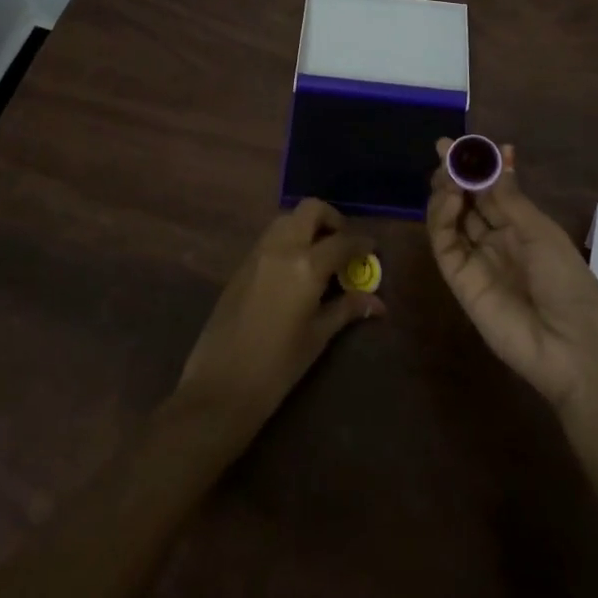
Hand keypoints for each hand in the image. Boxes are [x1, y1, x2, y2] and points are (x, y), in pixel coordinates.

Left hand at [171, 199, 382, 446]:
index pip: (342, 241)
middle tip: (343, 243)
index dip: (361, 243)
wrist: (220, 386)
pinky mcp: (241, 265)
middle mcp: (282, 248)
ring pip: (287, 219)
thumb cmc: (277, 367)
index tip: (373, 249)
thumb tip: (377, 302)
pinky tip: (295, 268)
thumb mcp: (317, 337)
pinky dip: (288, 240)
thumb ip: (346, 309)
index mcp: (306, 266)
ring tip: (320, 255)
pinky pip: (270, 237)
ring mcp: (257, 253)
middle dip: (331, 219)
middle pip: (310, 210)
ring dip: (307, 226)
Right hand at [426, 139, 597, 414]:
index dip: (477, 166)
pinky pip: (445, 243)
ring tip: (448, 172)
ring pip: (450, 218)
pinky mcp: (459, 280)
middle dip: (455, 173)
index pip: (491, 189)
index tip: (462, 143)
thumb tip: (500, 151)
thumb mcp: (541, 231)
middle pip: (467, 200)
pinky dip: (441, 217)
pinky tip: (450, 197)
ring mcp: (476, 259)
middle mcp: (495, 239)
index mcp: (521, 226)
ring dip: (446, 190)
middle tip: (444, 149)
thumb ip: (509, 196)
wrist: (573, 348)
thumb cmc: (569, 282)